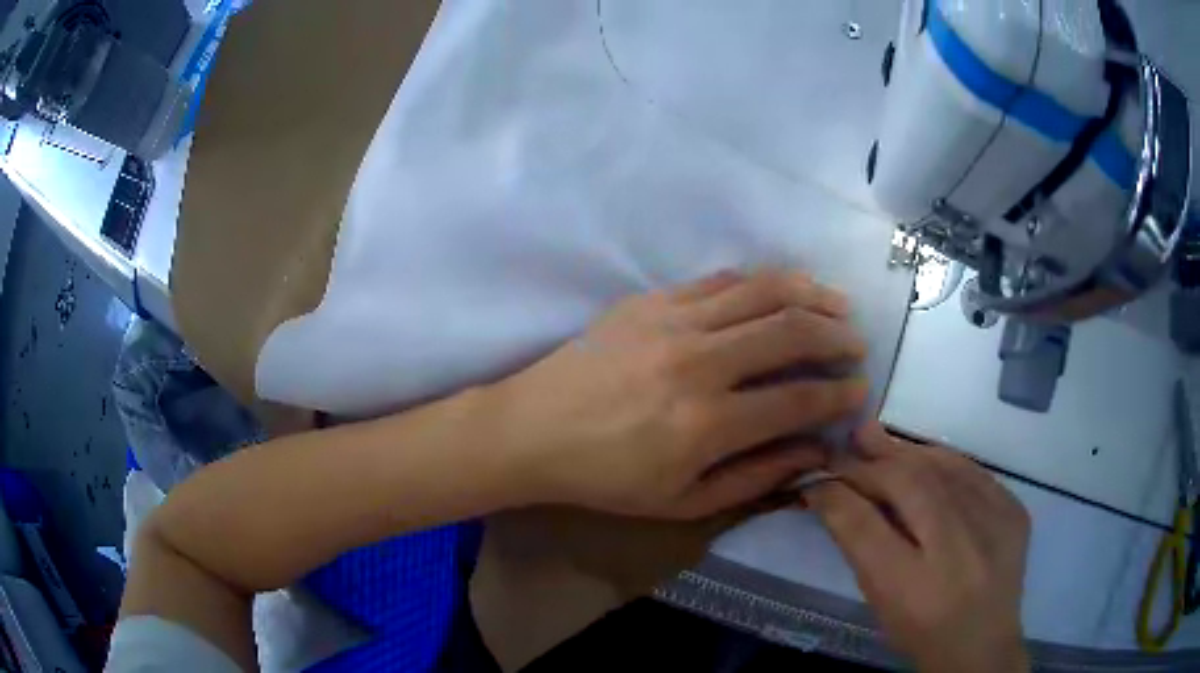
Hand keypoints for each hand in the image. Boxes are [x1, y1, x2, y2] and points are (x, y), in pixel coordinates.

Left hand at [484, 269, 869, 518]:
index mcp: (707, 424)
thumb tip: (815, 453)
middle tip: (856, 345)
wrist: (534, 430)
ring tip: (836, 305)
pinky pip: (721, 279)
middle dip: (836, 337)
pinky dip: (762, 281)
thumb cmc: (607, 478)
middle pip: (791, 332)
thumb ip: (757, 477)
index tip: (858, 390)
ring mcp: (673, 321)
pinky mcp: (652, 300)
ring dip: (810, 295)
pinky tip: (782, 288)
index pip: (797, 399)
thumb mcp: (683, 501)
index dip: (838, 395)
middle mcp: (699, 363)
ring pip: (762, 292)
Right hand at [806, 424, 1031, 672]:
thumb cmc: (920, 631)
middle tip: (845, 446)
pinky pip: (971, 471)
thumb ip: (857, 544)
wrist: (982, 644)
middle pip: (909, 487)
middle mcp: (958, 552)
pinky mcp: (1014, 510)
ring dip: (904, 452)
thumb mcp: (880, 601)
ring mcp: (994, 526)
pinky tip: (922, 456)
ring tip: (875, 439)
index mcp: (913, 590)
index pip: (865, 527)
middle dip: (871, 464)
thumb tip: (830, 490)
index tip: (816, 477)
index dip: (837, 494)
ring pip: (942, 469)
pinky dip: (941, 459)